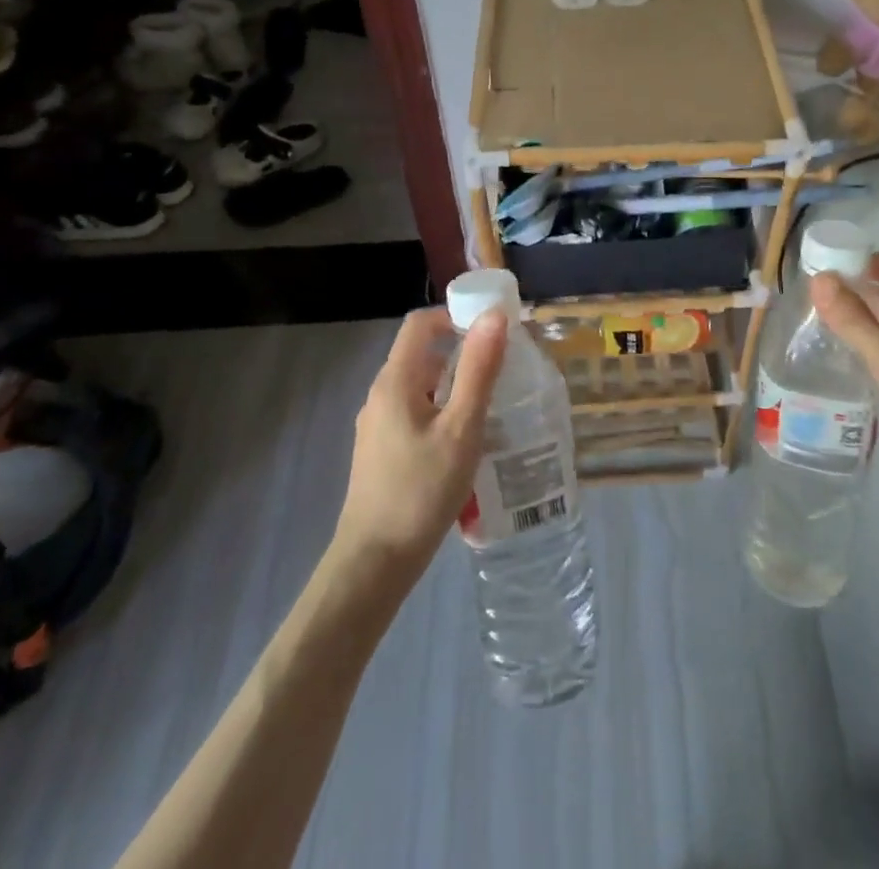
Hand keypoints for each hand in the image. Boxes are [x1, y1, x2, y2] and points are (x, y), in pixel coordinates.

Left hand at [331, 308, 505, 585]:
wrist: (375, 562)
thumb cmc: (422, 490)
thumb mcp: (462, 427)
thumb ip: (478, 370)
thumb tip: (494, 316)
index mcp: (396, 381)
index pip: (420, 324)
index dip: (455, 316)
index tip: (492, 331)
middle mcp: (381, 394)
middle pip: (422, 354)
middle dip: (463, 354)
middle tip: (503, 370)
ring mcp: (378, 424)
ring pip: (421, 386)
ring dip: (455, 386)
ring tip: (492, 406)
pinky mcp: (382, 450)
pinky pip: (416, 413)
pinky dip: (443, 412)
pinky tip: (466, 442)